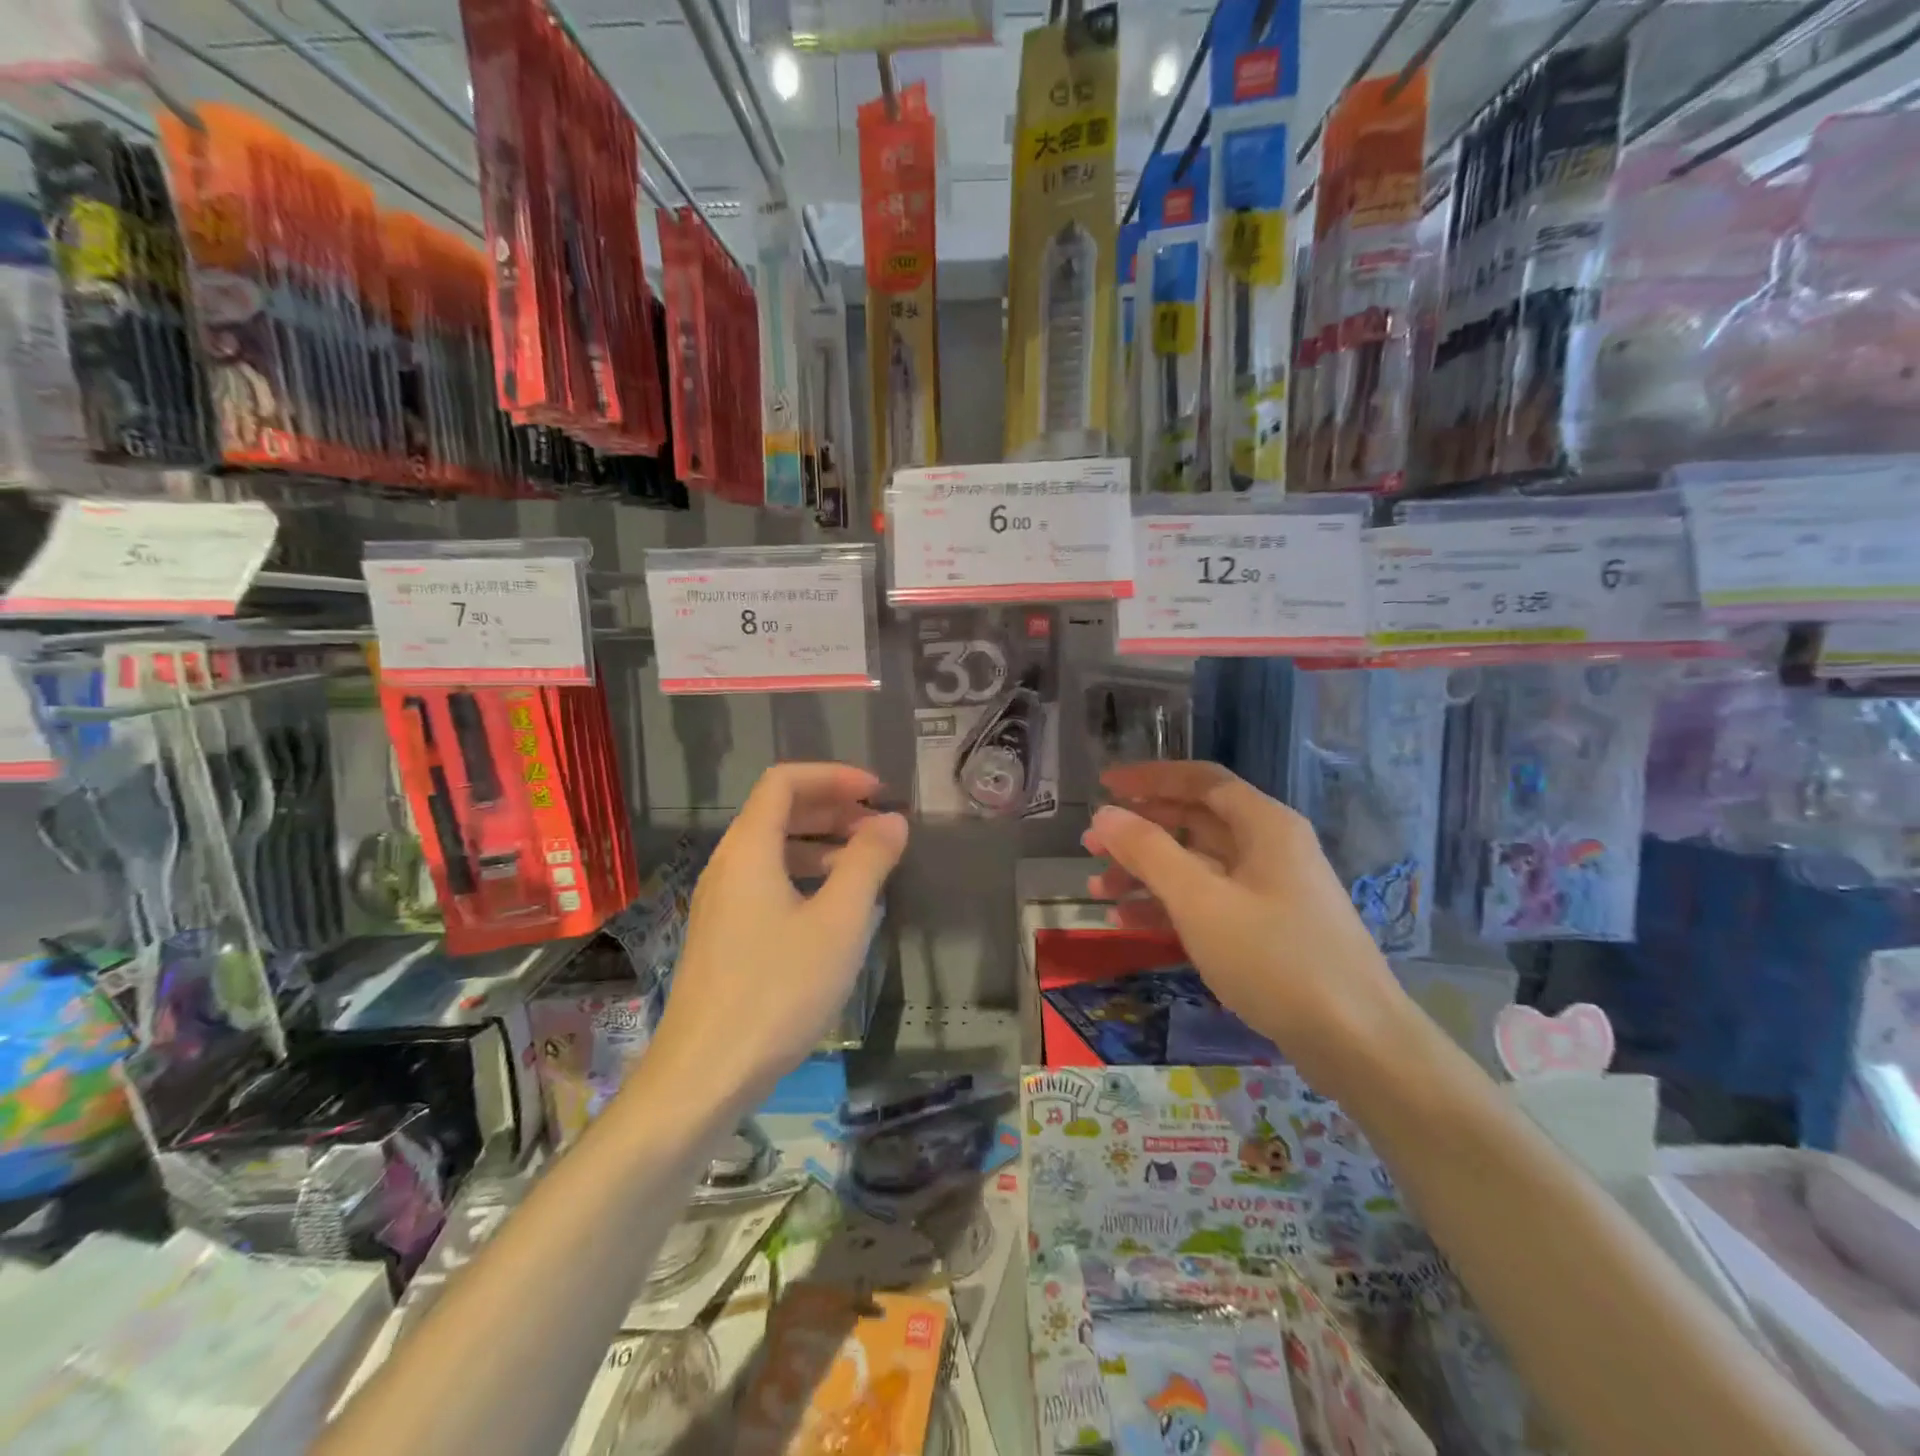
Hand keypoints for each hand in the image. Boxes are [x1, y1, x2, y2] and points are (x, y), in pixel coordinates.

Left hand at [649, 764, 907, 1106]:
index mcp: (749, 849)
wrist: (704, 1075)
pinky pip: (766, 882)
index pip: (785, 781)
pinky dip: (804, 876)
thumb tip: (892, 820)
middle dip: (832, 808)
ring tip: (865, 865)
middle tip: (879, 826)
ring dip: (821, 844)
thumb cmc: (778, 991)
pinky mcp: (723, 935)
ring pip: (773, 849)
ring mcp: (720, 902)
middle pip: (778, 811)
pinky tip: (834, 908)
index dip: (834, 776)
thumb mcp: (838, 923)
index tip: (878, 793)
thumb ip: (868, 863)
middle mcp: (728, 865)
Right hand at [1082, 761, 1408, 1062]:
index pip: (1199, 780)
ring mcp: (1270, 890)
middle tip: (1090, 845)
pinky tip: (1130, 923)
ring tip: (1098, 889)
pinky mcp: (1267, 929)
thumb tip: (1106, 814)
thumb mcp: (1201, 901)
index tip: (1104, 786)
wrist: (1356, 1041)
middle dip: (1140, 831)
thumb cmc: (1275, 958)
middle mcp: (1269, 847)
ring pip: (1197, 865)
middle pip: (1194, 822)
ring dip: (1147, 873)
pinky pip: (1208, 902)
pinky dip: (1169, 906)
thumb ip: (1149, 852)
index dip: (1149, 778)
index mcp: (1264, 824)